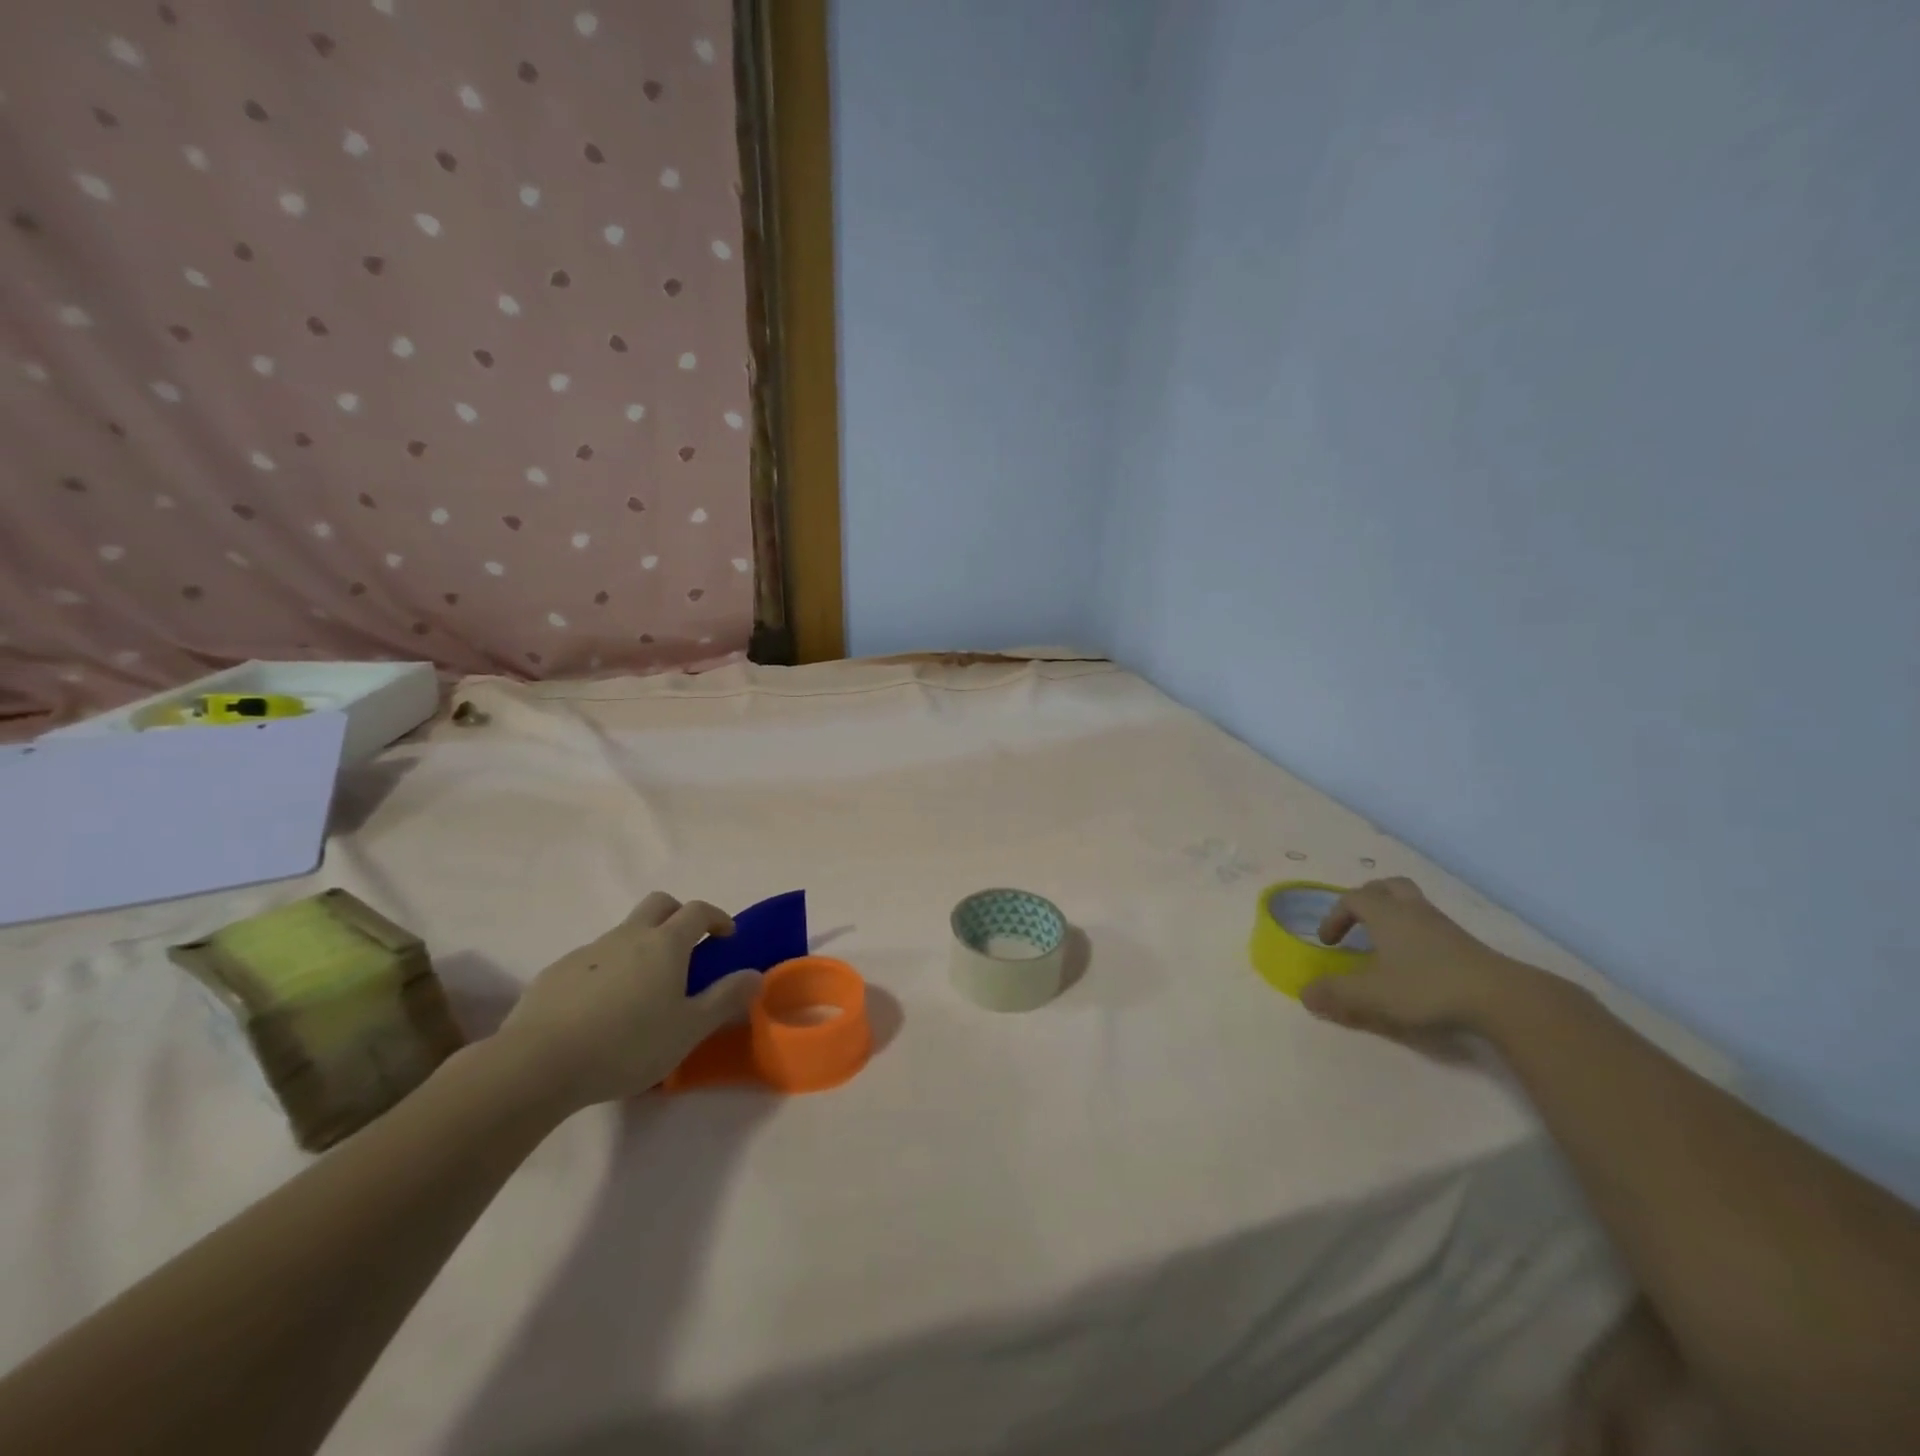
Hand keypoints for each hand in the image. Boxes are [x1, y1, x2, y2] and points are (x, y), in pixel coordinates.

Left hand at [490, 893, 760, 1114]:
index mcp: (665, 944)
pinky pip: (593, 960)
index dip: (717, 917)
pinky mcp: (556, 972)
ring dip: (641, 947)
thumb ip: (725, 998)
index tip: (726, 937)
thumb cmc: (627, 1044)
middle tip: (687, 948)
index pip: (698, 910)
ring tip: (642, 993)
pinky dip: (608, 972)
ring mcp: (588, 951)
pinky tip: (601, 1011)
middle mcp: (628, 935)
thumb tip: (755, 974)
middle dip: (678, 915)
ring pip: (624, 932)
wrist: (537, 1064)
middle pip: (659, 903)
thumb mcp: (688, 1029)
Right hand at [1301, 877, 1534, 1037]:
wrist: (1501, 998)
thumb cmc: (1427, 987)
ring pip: (1412, 902)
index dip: (1334, 916)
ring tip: (1384, 940)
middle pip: (1387, 887)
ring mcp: (1442, 925)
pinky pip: (1430, 923)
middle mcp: (1412, 910)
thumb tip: (1304, 993)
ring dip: (1393, 914)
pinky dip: (1415, 932)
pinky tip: (1414, 960)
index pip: (1352, 899)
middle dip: (1366, 900)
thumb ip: (1336, 993)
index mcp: (1385, 914)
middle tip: (1357, 922)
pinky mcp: (1465, 943)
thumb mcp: (1372, 994)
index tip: (1328, 942)